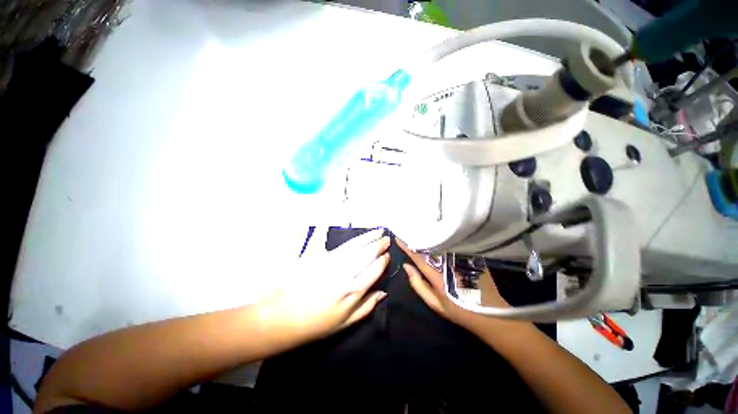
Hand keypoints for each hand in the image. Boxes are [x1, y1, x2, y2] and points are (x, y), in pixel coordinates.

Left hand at [257, 228, 389, 343]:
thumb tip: (383, 292)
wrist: (282, 319)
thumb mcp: (344, 324)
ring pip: (353, 245)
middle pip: (367, 254)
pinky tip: (334, 218)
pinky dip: (327, 227)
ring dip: (367, 237)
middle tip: (386, 238)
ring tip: (376, 231)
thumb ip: (366, 307)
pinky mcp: (313, 255)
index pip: (375, 269)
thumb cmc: (315, 324)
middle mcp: (344, 272)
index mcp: (353, 290)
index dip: (383, 260)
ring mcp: (328, 261)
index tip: (387, 255)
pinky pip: (322, 238)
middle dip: (379, 245)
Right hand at [397, 239, 508, 331]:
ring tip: (420, 231)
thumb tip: (406, 266)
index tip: (398, 237)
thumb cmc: (458, 310)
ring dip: (429, 238)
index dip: (407, 246)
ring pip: (440, 244)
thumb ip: (418, 284)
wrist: (490, 313)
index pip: (418, 256)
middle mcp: (447, 263)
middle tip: (407, 230)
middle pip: (429, 246)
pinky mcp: (469, 256)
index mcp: (436, 275)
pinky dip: (443, 241)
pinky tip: (438, 237)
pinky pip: (451, 245)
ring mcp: (459, 258)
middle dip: (417, 238)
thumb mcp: (434, 303)